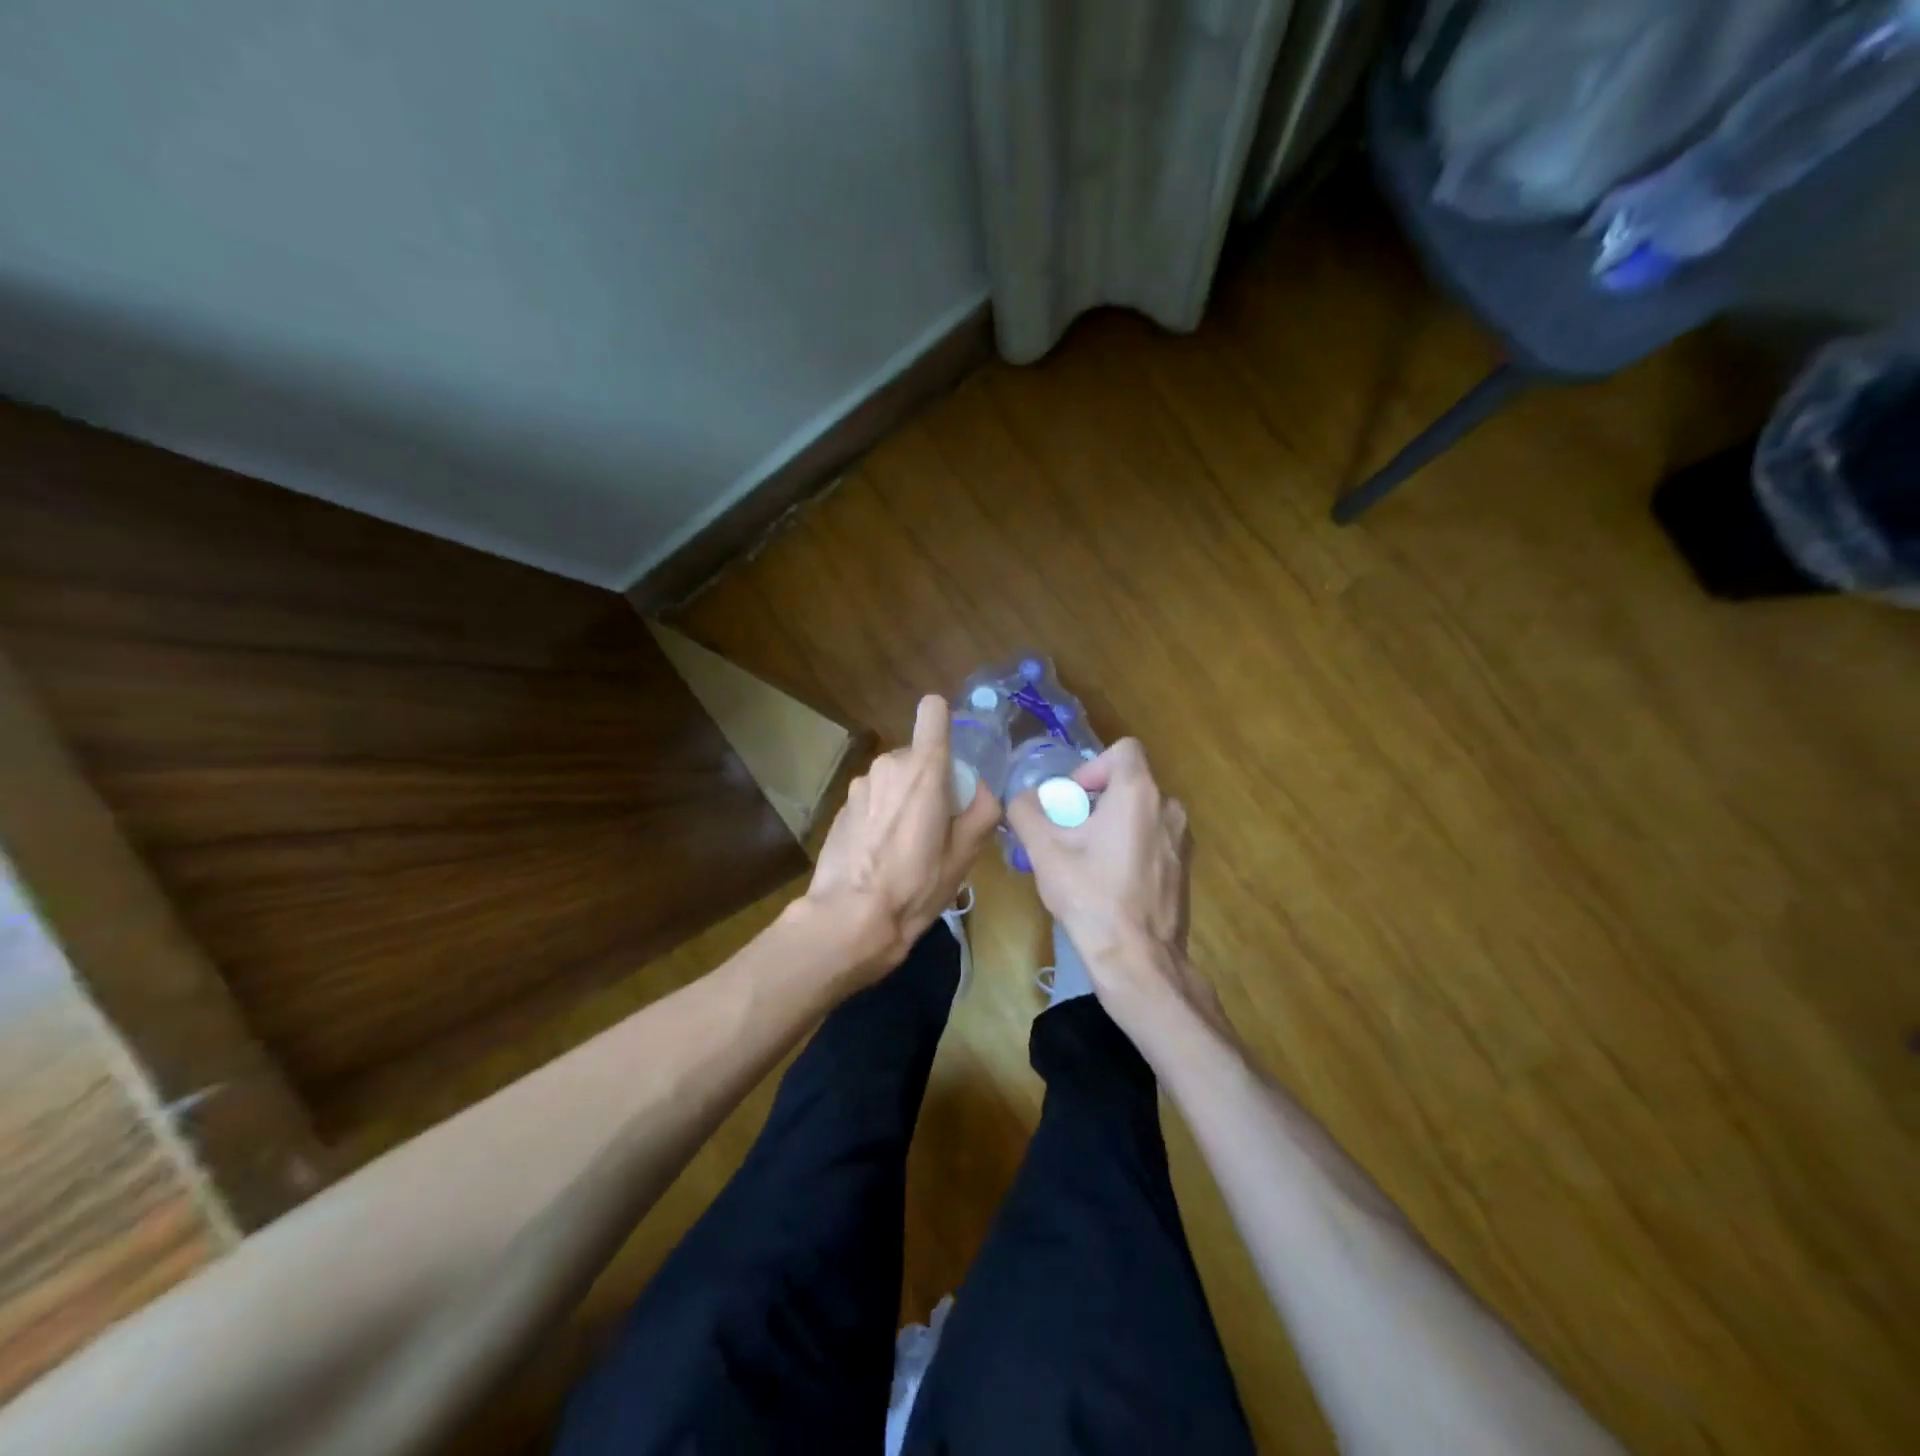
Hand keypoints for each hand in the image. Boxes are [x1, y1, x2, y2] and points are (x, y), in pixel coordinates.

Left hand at [804, 695, 1001, 976]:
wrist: (850, 917)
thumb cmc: (916, 885)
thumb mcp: (965, 854)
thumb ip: (983, 809)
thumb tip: (981, 789)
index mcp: (924, 768)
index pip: (933, 711)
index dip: (945, 723)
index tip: (953, 756)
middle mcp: (888, 764)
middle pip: (919, 754)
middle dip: (932, 778)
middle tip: (938, 824)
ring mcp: (860, 784)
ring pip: (895, 777)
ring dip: (905, 797)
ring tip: (909, 844)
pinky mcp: (843, 805)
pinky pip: (875, 796)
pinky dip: (883, 813)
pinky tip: (882, 852)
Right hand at [1006, 738, 1223, 1032]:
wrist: (1138, 960)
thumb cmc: (1091, 897)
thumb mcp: (1045, 852)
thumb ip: (1026, 812)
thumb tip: (1022, 798)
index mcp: (1139, 794)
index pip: (1123, 750)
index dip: (1091, 767)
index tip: (1072, 800)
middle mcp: (1169, 808)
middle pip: (1128, 783)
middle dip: (1095, 800)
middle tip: (1069, 834)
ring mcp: (1181, 840)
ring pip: (1141, 813)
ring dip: (1112, 825)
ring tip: (1087, 860)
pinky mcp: (1184, 868)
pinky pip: (1153, 839)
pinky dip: (1131, 847)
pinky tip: (1110, 882)